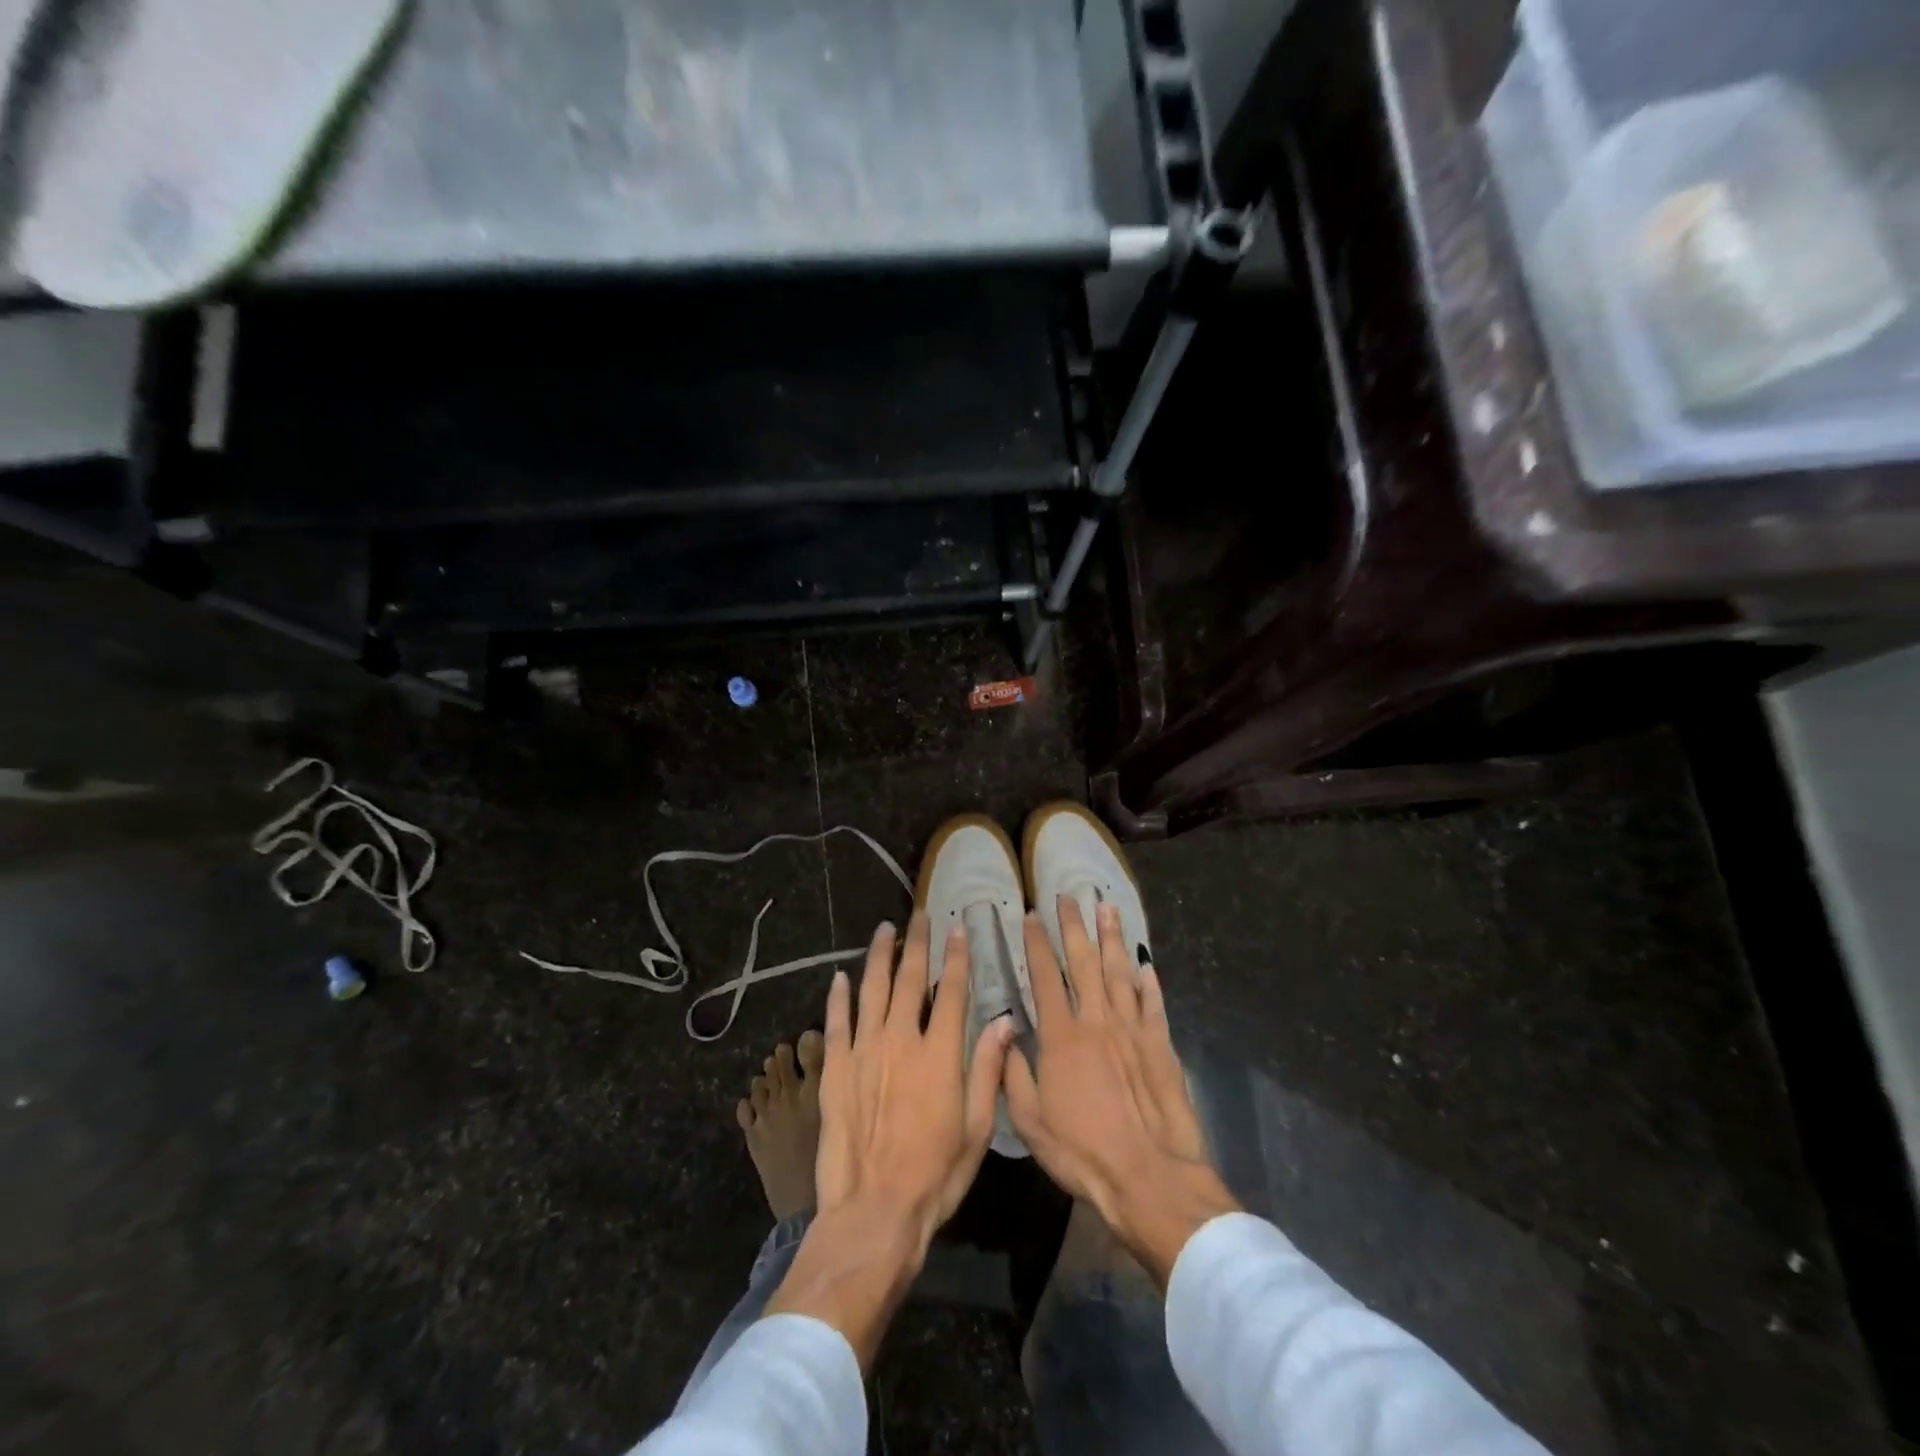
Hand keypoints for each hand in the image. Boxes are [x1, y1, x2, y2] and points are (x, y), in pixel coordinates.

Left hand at [767, 914, 1011, 1366]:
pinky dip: (839, 997)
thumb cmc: (935, 1175)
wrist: (873, 1212)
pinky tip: (841, 976)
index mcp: (939, 1054)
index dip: (956, 957)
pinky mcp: (834, 1069)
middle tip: (919, 915)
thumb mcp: (977, 1128)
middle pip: (909, 980)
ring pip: (871, 990)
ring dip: (879, 956)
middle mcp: (900, 1040)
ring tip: (885, 930)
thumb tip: (1005, 1021)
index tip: (957, 928)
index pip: (951, 991)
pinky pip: (836, 1022)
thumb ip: (988, 1069)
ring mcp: (863, 1052)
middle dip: (916, 943)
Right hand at [1005, 897, 1239, 1288]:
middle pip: (1085, 962)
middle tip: (1068, 896)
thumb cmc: (1083, 1153)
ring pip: (1120, 972)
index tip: (1029, 916)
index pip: (1046, 977)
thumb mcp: (1031, 1122)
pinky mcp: (1162, 1047)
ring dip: (1112, 938)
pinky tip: (1146, 963)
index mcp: (1062, 1037)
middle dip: (1074, 926)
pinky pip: (1154, 1005)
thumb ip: (1014, 1074)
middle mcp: (1097, 1021)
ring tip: (1108, 907)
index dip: (1036, 944)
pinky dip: (1150, 982)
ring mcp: (1133, 1031)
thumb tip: (1004, 1034)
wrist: (1149, 1177)